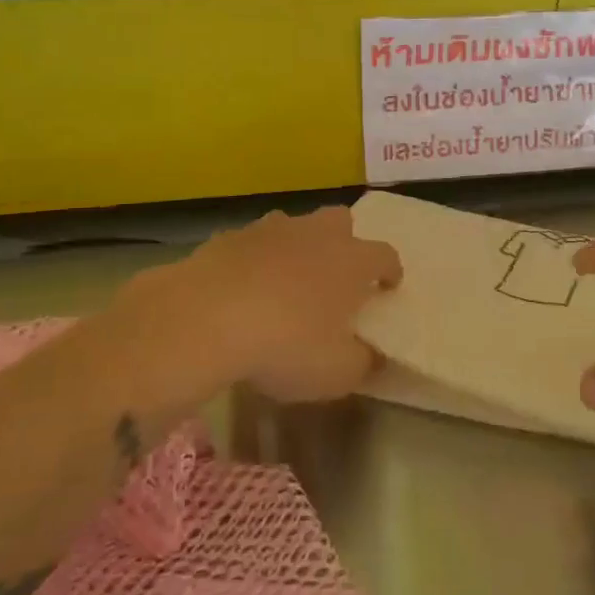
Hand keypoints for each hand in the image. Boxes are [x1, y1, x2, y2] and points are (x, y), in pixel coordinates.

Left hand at [127, 205, 400, 401]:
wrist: (203, 319)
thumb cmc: (286, 345)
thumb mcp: (337, 373)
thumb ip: (363, 362)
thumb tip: (373, 356)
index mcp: (352, 261)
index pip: (385, 255)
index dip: (390, 271)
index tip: (388, 287)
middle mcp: (316, 234)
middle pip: (341, 221)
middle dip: (345, 241)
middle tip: (337, 275)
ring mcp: (269, 230)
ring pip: (294, 226)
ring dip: (297, 247)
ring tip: (286, 281)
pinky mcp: (227, 238)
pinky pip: (251, 244)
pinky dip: (254, 261)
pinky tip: (242, 290)